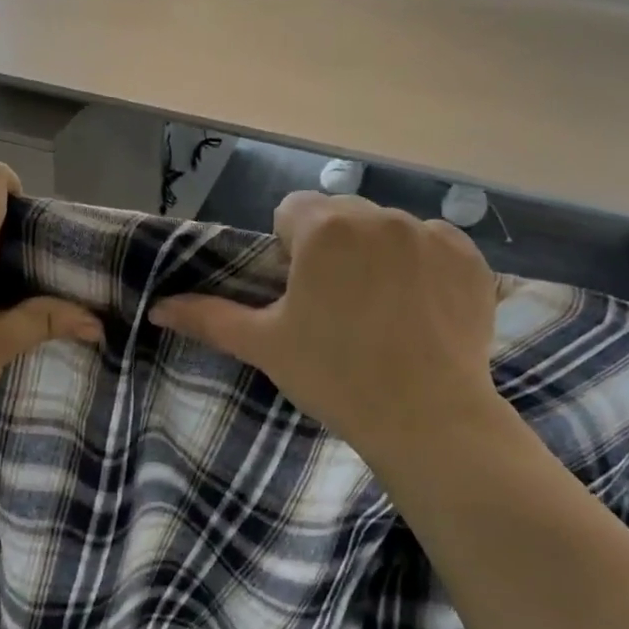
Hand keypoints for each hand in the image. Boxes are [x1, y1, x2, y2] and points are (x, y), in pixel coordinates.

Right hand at [149, 192, 502, 463]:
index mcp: (325, 229)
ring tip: (381, 313)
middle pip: (341, 216)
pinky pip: (433, 247)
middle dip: (332, 248)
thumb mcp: (264, 345)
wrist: (427, 418)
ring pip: (387, 230)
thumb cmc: (334, 376)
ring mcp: (431, 235)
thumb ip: (209, 317)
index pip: (293, 211)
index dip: (289, 249)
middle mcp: (379, 216)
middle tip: (337, 307)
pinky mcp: (470, 259)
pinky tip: (420, 312)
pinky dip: (422, 268)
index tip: (299, 293)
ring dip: (376, 255)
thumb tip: (158, 307)